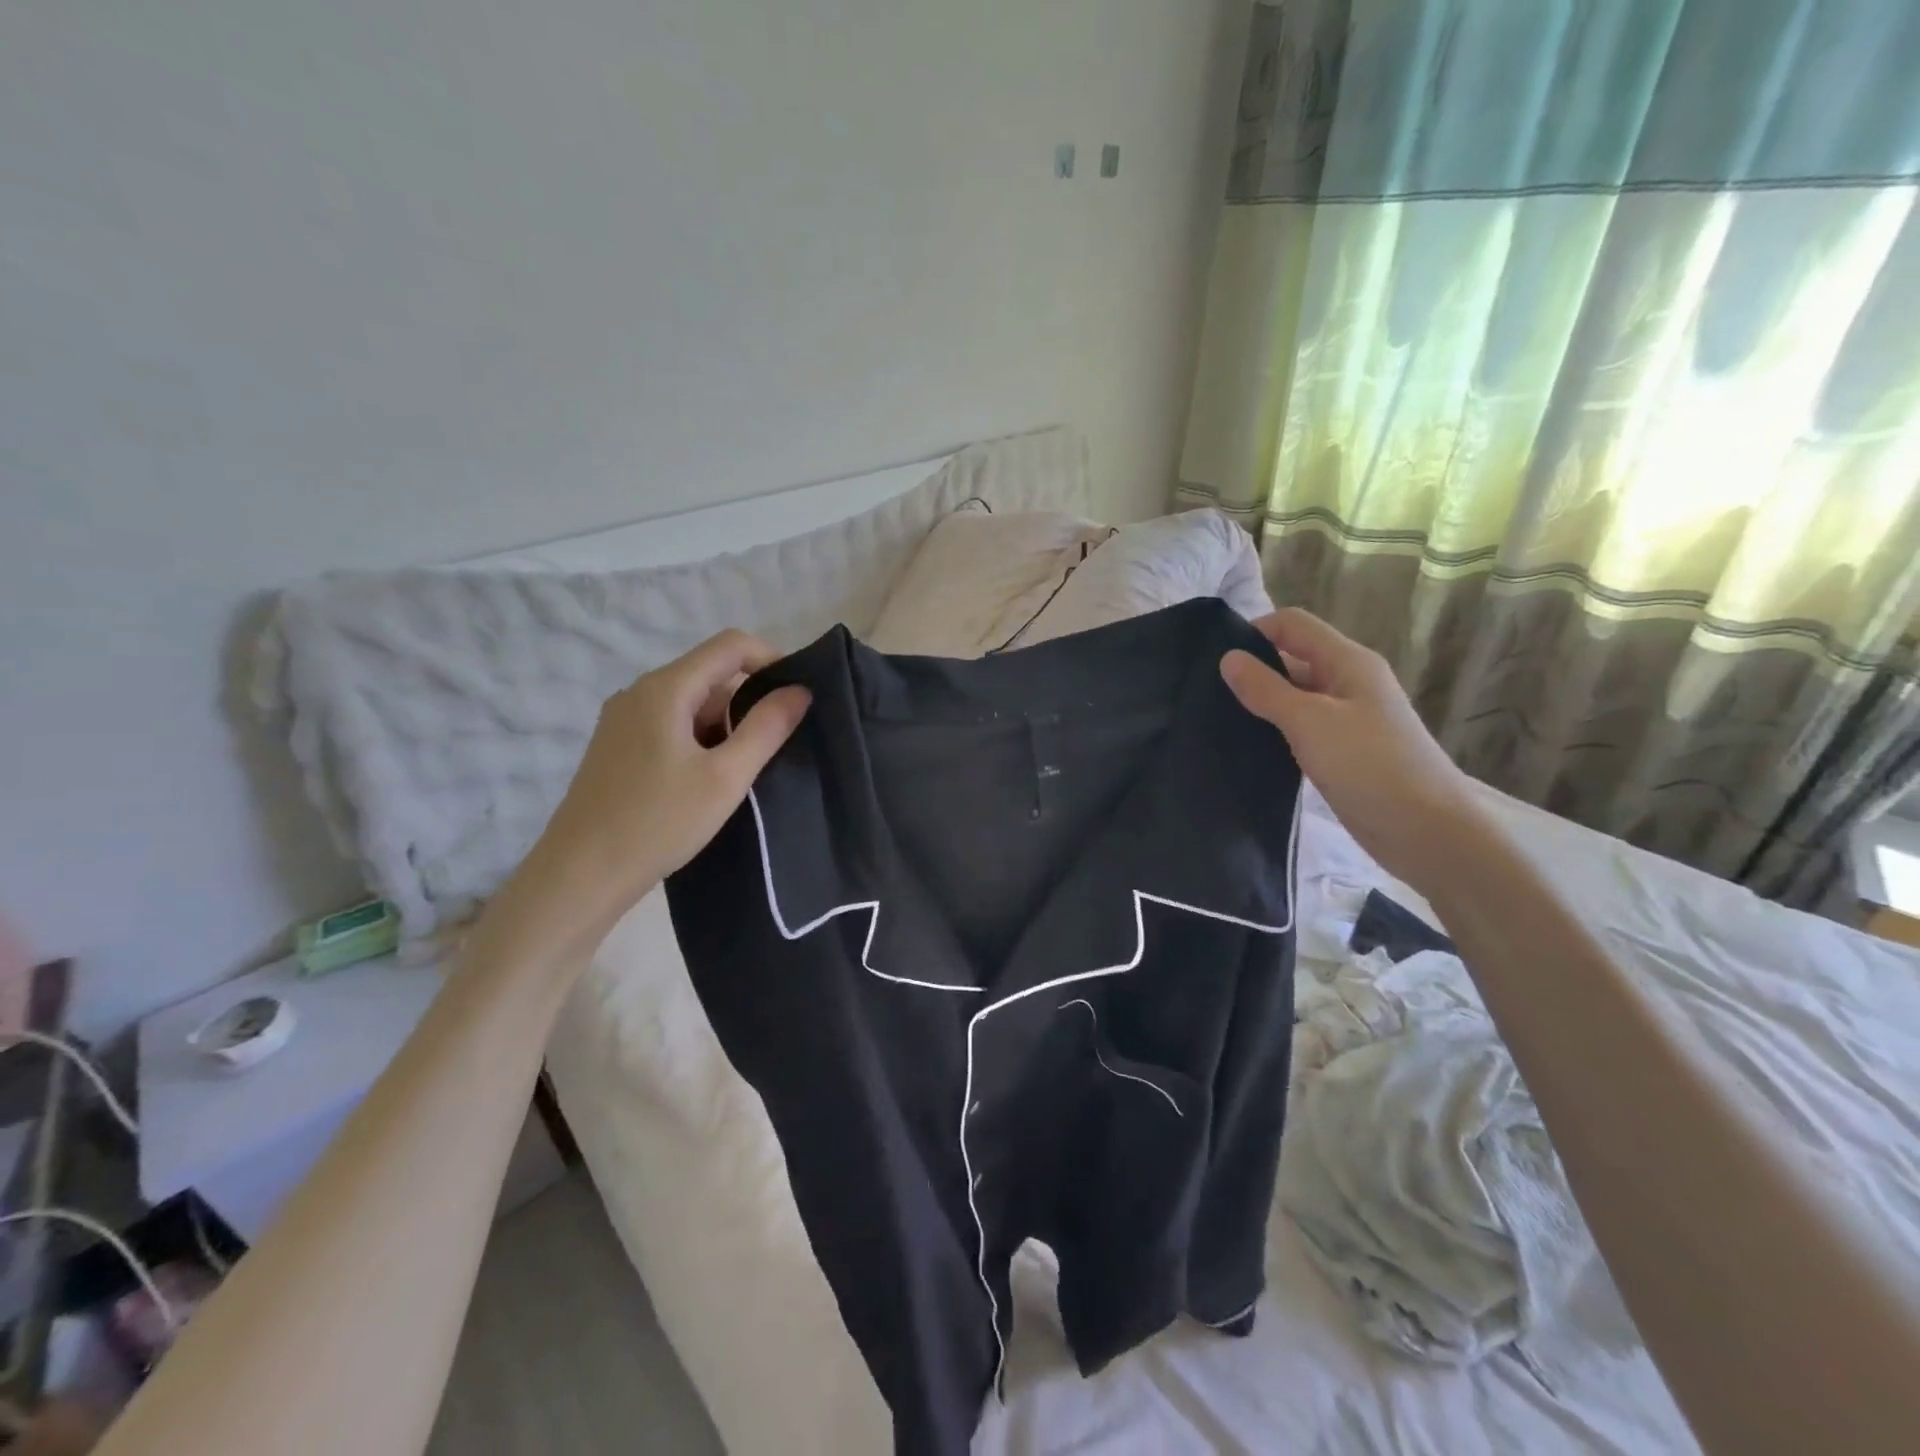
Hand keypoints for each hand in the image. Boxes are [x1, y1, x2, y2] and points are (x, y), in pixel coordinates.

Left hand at [517, 630, 810, 942]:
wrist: (580, 875)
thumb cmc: (658, 822)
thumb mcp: (726, 777)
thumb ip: (766, 728)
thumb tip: (799, 691)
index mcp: (665, 688)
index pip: (730, 645)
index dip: (771, 660)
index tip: (796, 698)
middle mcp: (639, 693)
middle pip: (711, 675)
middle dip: (749, 703)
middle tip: (774, 749)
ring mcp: (623, 720)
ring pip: (692, 704)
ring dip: (725, 728)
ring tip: (741, 775)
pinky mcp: (618, 747)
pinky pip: (671, 726)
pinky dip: (700, 742)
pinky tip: (707, 783)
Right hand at [1220, 609, 1480, 890]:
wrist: (1426, 831)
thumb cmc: (1369, 766)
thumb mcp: (1310, 721)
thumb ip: (1266, 689)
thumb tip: (1228, 657)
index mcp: (1348, 662)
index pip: (1293, 625)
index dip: (1255, 632)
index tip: (1216, 661)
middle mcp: (1349, 682)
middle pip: (1293, 658)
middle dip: (1254, 669)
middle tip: (1208, 693)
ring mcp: (1347, 718)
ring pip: (1295, 696)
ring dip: (1262, 703)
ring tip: (1220, 720)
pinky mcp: (1342, 751)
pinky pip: (1301, 728)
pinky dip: (1276, 731)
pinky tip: (1249, 747)